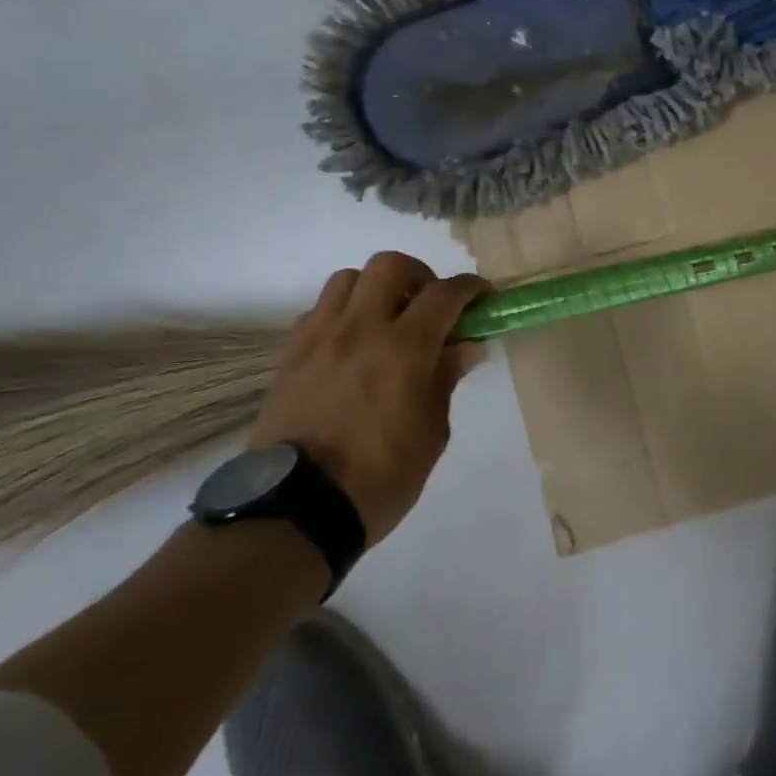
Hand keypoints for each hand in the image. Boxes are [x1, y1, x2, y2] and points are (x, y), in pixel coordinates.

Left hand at [251, 253, 489, 543]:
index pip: (445, 294)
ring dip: (376, 289)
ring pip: (348, 278)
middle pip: (390, 265)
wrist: (296, 510)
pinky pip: (319, 311)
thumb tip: (465, 346)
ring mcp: (320, 339)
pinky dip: (343, 314)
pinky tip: (353, 345)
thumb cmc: (380, 476)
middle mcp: (360, 329)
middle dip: (420, 275)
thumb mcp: (432, 432)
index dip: (471, 288)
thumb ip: (446, 379)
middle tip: (430, 306)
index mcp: (403, 348)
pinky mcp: (291, 356)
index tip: (483, 298)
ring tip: (388, 320)